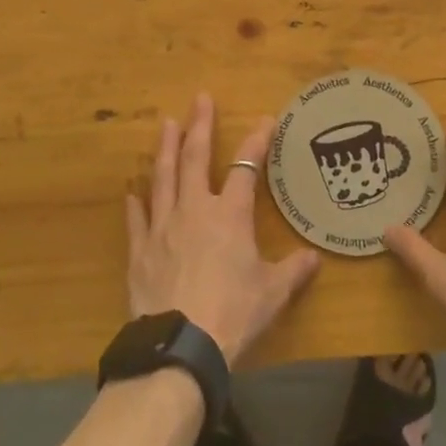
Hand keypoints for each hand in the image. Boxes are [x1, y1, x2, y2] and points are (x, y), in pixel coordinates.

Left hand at [126, 93, 320, 365]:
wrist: (181, 347)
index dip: (257, 141)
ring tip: (166, 124)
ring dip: (165, 148)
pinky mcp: (140, 251)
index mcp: (229, 215)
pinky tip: (131, 191)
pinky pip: (137, 219)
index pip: (245, 167)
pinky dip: (135, 203)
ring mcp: (162, 228)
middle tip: (199, 98)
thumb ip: (293, 271)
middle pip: (195, 158)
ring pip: (163, 178)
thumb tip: (314, 258)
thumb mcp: (272, 294)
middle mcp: (194, 210)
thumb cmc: (233, 314)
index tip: (265, 120)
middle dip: (199, 126)